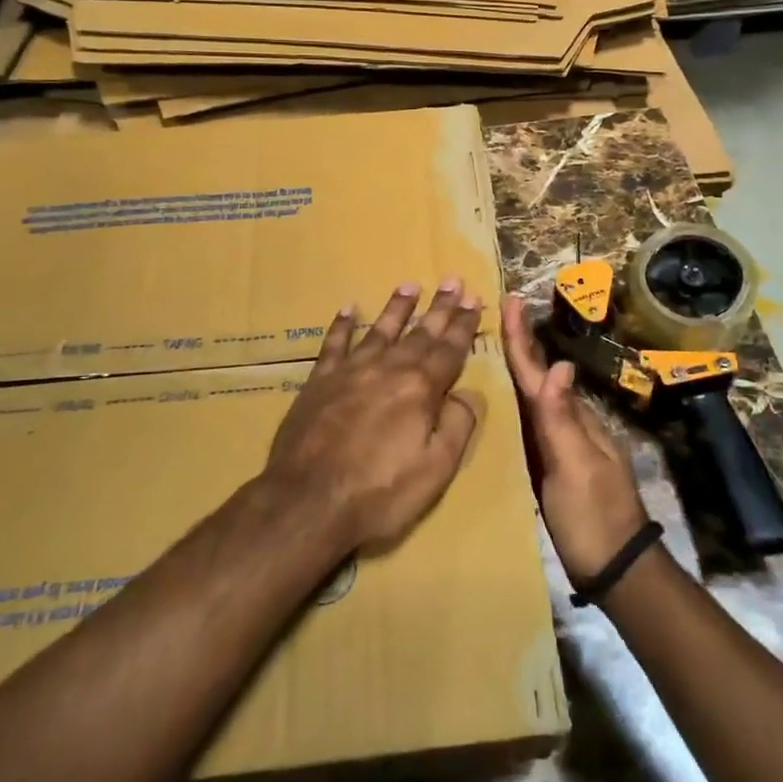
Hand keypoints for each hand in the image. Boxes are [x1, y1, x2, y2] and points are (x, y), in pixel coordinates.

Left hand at [264, 281, 482, 556]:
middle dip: (439, 307)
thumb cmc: (379, 492)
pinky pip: (333, 345)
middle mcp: (388, 369)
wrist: (308, 501)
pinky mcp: (319, 382)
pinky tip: (348, 308)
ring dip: (397, 307)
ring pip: (379, 330)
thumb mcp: (436, 469)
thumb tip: (467, 394)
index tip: (474, 299)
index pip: (449, 349)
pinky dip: (341, 325)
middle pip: (420, 333)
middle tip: (452, 280)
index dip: (463, 324)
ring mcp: (350, 372)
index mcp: (420, 389)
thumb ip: (457, 426)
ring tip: (409, 285)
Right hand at [501, 294, 648, 585]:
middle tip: (502, 309)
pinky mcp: (553, 467)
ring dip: (519, 366)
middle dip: (520, 343)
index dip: (521, 338)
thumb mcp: (576, 468)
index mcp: (571, 419)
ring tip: (499, 341)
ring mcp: (563, 446)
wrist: (615, 569)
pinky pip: (532, 422)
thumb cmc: (593, 517)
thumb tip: (557, 363)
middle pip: (538, 376)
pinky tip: (507, 400)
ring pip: (535, 397)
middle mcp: (567, 424)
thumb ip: (562, 419)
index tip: (509, 299)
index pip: (539, 371)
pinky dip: (519, 401)